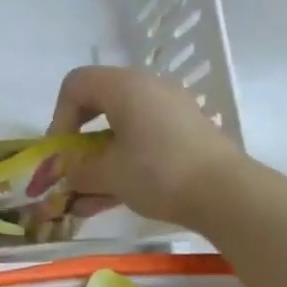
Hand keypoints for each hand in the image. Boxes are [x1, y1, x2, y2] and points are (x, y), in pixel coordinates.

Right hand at [48, 66, 238, 226]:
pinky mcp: (185, 134)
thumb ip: (78, 170)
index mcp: (124, 86)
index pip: (76, 84)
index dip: (59, 117)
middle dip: (79, 139)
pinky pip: (142, 142)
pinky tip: (106, 202)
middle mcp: (147, 89)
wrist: (227, 193)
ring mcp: (170, 111)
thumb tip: (67, 173)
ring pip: (121, 129)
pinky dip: (123, 165)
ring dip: (98, 160)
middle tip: (72, 167)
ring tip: (84, 198)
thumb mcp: (108, 173)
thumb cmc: (158, 172)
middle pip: (98, 104)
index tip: (61, 151)